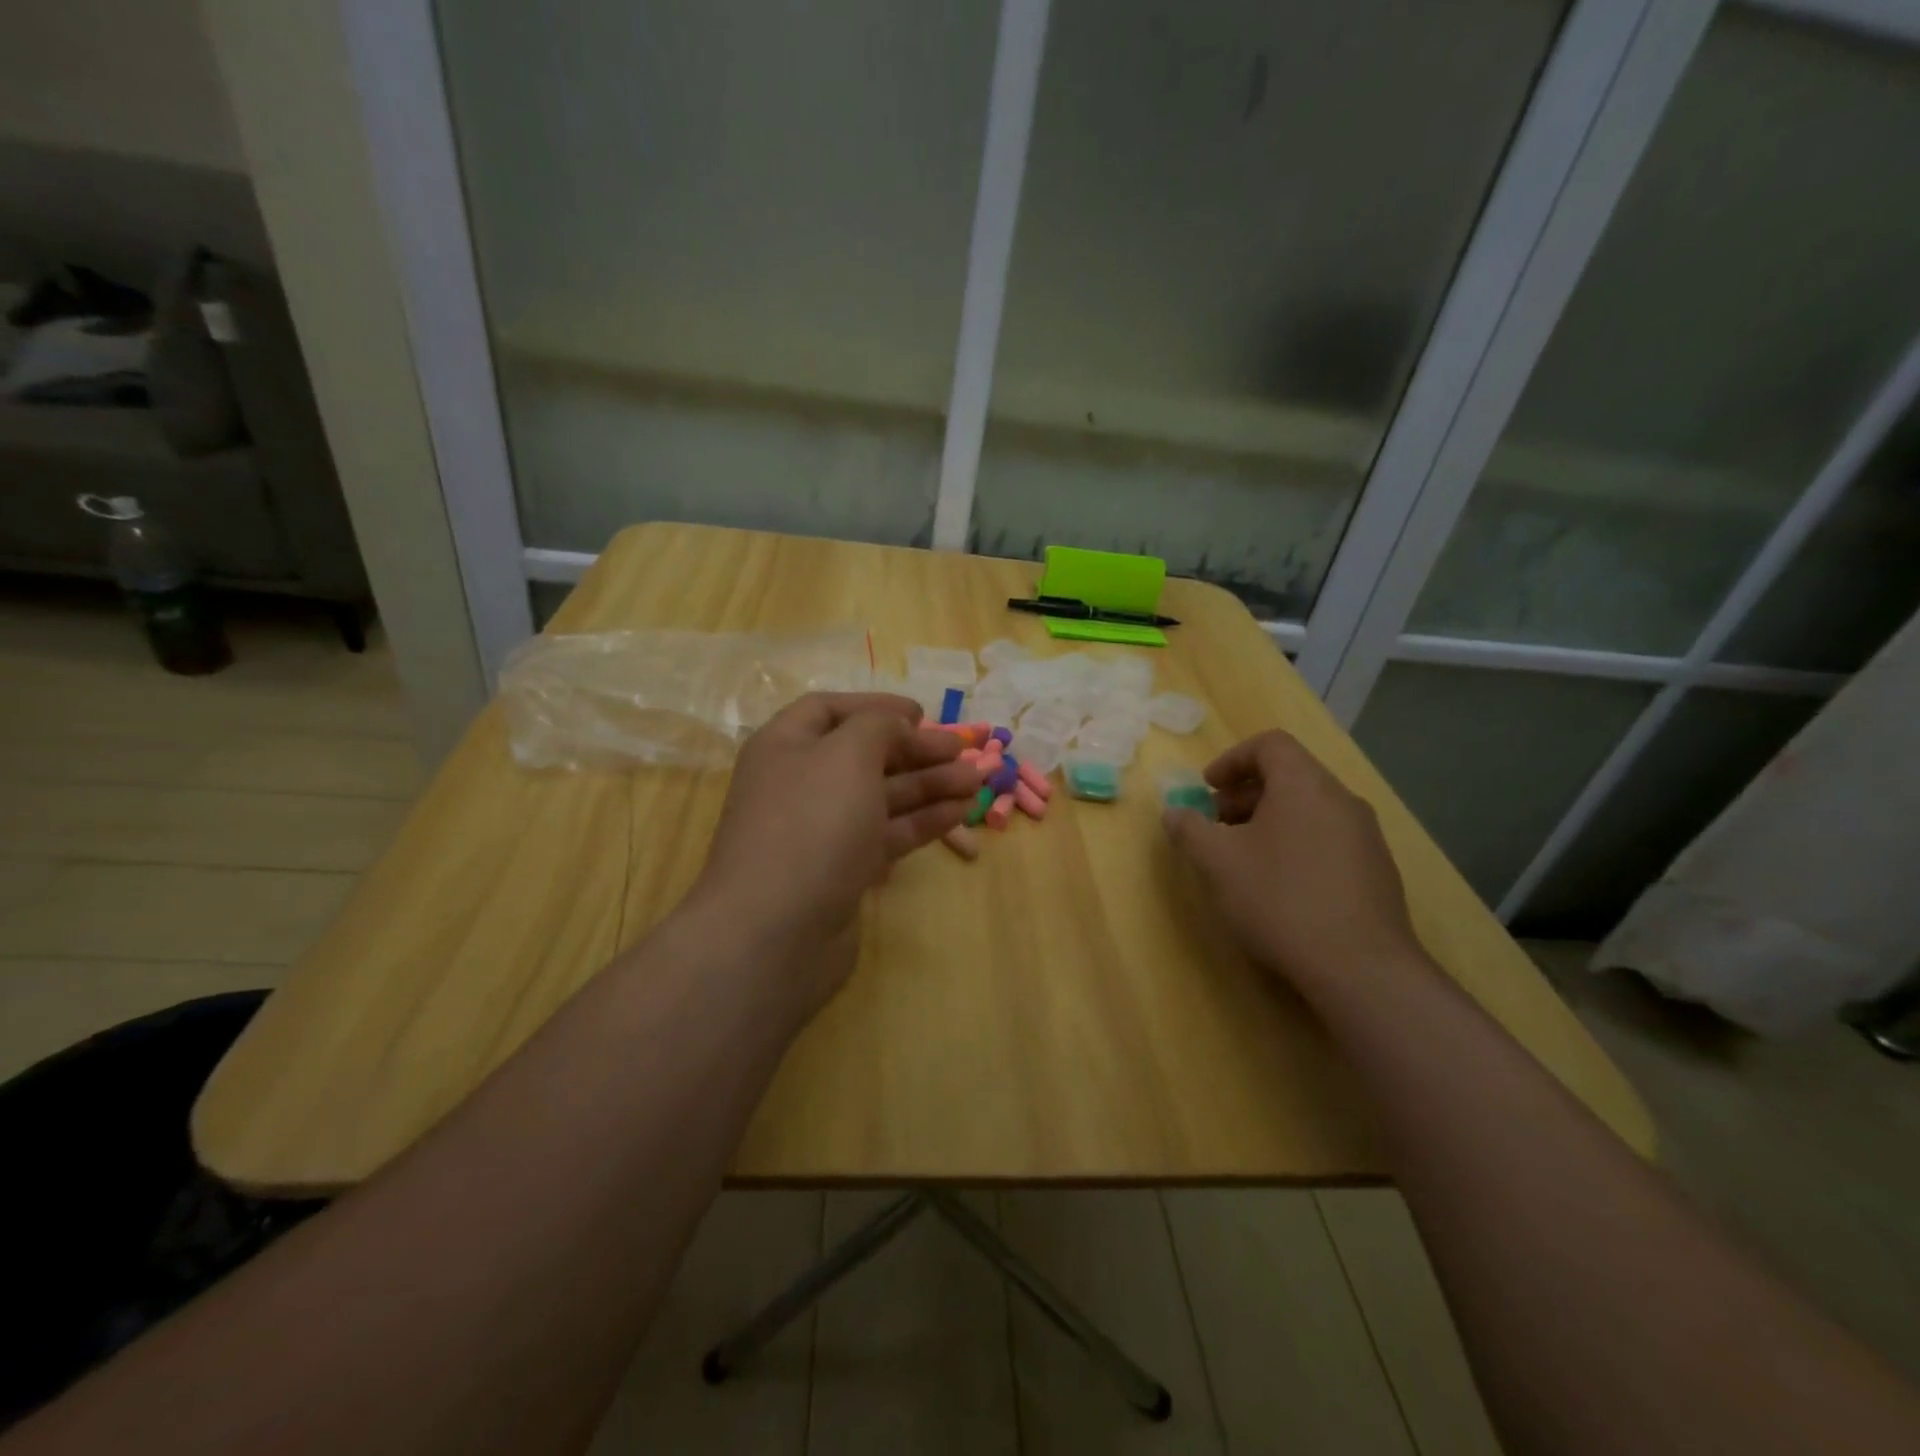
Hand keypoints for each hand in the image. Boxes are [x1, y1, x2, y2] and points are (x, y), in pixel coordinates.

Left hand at [692, 693, 983, 1006]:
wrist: (775, 932)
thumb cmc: (811, 824)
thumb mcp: (847, 755)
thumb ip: (879, 726)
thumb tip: (898, 725)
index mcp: (786, 746)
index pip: (830, 710)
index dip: (877, 706)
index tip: (923, 714)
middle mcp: (801, 784)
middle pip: (864, 755)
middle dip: (916, 749)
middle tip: (964, 751)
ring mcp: (822, 831)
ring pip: (882, 796)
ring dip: (929, 785)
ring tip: (976, 781)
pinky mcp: (842, 871)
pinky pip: (886, 834)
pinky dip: (922, 821)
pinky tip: (959, 814)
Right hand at [1163, 730, 1424, 992]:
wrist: (1360, 968)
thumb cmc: (1280, 900)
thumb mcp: (1218, 862)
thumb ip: (1190, 829)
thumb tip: (1174, 813)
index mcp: (1305, 785)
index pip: (1270, 744)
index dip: (1232, 759)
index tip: (1207, 788)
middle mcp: (1341, 800)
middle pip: (1290, 776)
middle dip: (1245, 794)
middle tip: (1216, 825)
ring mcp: (1366, 836)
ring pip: (1309, 809)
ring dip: (1269, 821)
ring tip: (1243, 858)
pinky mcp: (1377, 871)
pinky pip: (1328, 838)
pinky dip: (1296, 843)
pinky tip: (1280, 886)